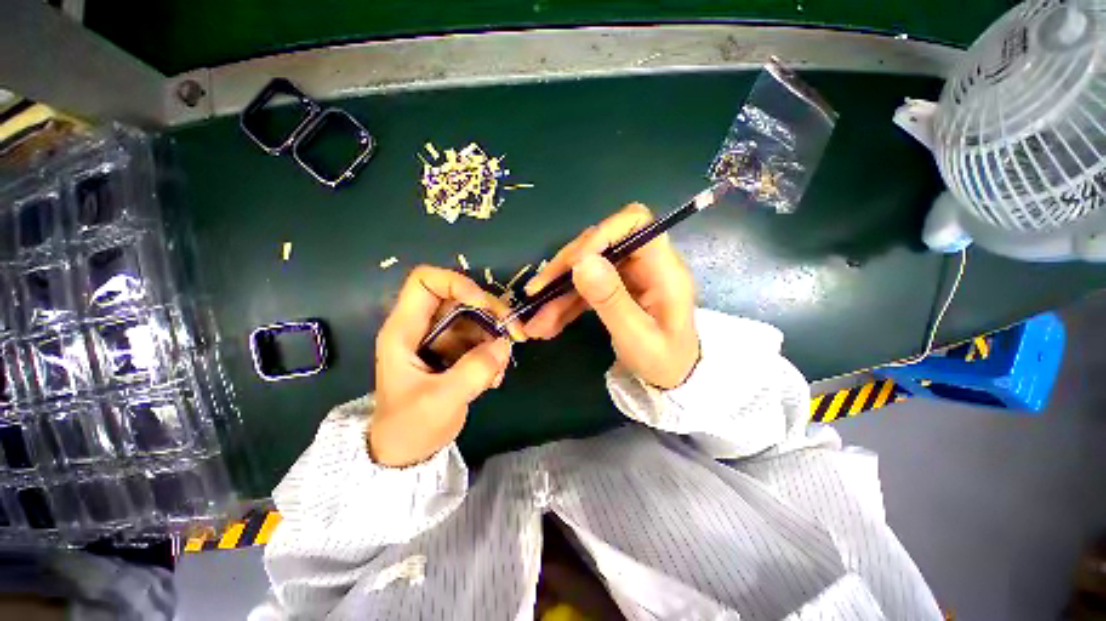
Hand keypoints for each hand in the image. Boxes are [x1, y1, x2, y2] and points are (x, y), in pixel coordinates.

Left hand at [370, 266, 518, 466]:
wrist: (406, 453)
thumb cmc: (410, 427)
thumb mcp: (440, 401)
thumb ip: (474, 371)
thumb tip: (505, 344)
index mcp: (404, 330)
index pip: (425, 281)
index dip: (457, 284)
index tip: (482, 306)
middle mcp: (423, 328)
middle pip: (461, 297)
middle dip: (491, 312)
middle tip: (514, 335)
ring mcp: (441, 339)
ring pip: (476, 319)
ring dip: (496, 338)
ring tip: (499, 371)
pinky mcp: (455, 351)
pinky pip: (482, 339)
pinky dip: (494, 353)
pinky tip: (494, 378)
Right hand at [521, 204, 699, 388]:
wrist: (671, 379)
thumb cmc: (663, 361)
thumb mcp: (637, 337)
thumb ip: (611, 300)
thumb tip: (581, 262)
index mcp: (663, 269)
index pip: (635, 224)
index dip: (601, 235)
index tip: (572, 264)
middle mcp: (645, 264)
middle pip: (599, 244)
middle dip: (565, 269)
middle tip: (537, 294)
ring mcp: (628, 276)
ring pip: (586, 267)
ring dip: (557, 291)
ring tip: (536, 322)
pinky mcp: (614, 288)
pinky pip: (584, 287)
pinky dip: (564, 303)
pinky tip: (547, 324)